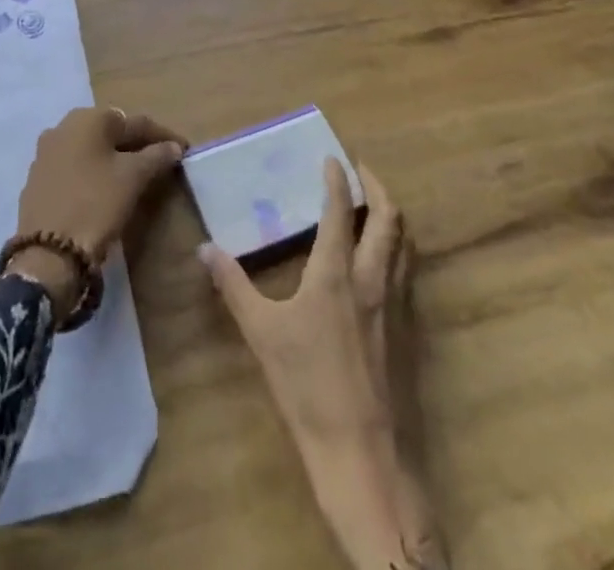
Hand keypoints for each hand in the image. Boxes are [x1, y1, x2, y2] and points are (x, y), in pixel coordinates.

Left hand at [7, 107, 186, 320]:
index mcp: (88, 118)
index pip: (135, 122)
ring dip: (114, 158)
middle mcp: (63, 126)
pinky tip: (105, 189)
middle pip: (111, 132)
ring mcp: (46, 152)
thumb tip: (173, 147)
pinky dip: (94, 172)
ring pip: (91, 149)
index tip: (183, 149)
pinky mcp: (38, 178)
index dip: (163, 136)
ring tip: (137, 175)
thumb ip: (156, 156)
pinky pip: (75, 167)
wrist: (47, 253)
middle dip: (137, 145)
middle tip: (161, 161)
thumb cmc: (95, 204)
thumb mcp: (133, 178)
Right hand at [201, 160, 440, 569]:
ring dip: (392, 216)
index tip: (333, 158)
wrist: (363, 455)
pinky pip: (407, 273)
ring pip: (404, 244)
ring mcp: (396, 306)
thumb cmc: (308, 388)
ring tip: (375, 206)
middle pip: (389, 219)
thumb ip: (234, 286)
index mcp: (336, 273)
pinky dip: (398, 249)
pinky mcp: (408, 332)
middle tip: (361, 172)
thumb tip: (204, 249)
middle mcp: (373, 279)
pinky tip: (382, 262)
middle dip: (377, 188)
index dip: (338, 180)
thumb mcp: (262, 334)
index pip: (341, 211)